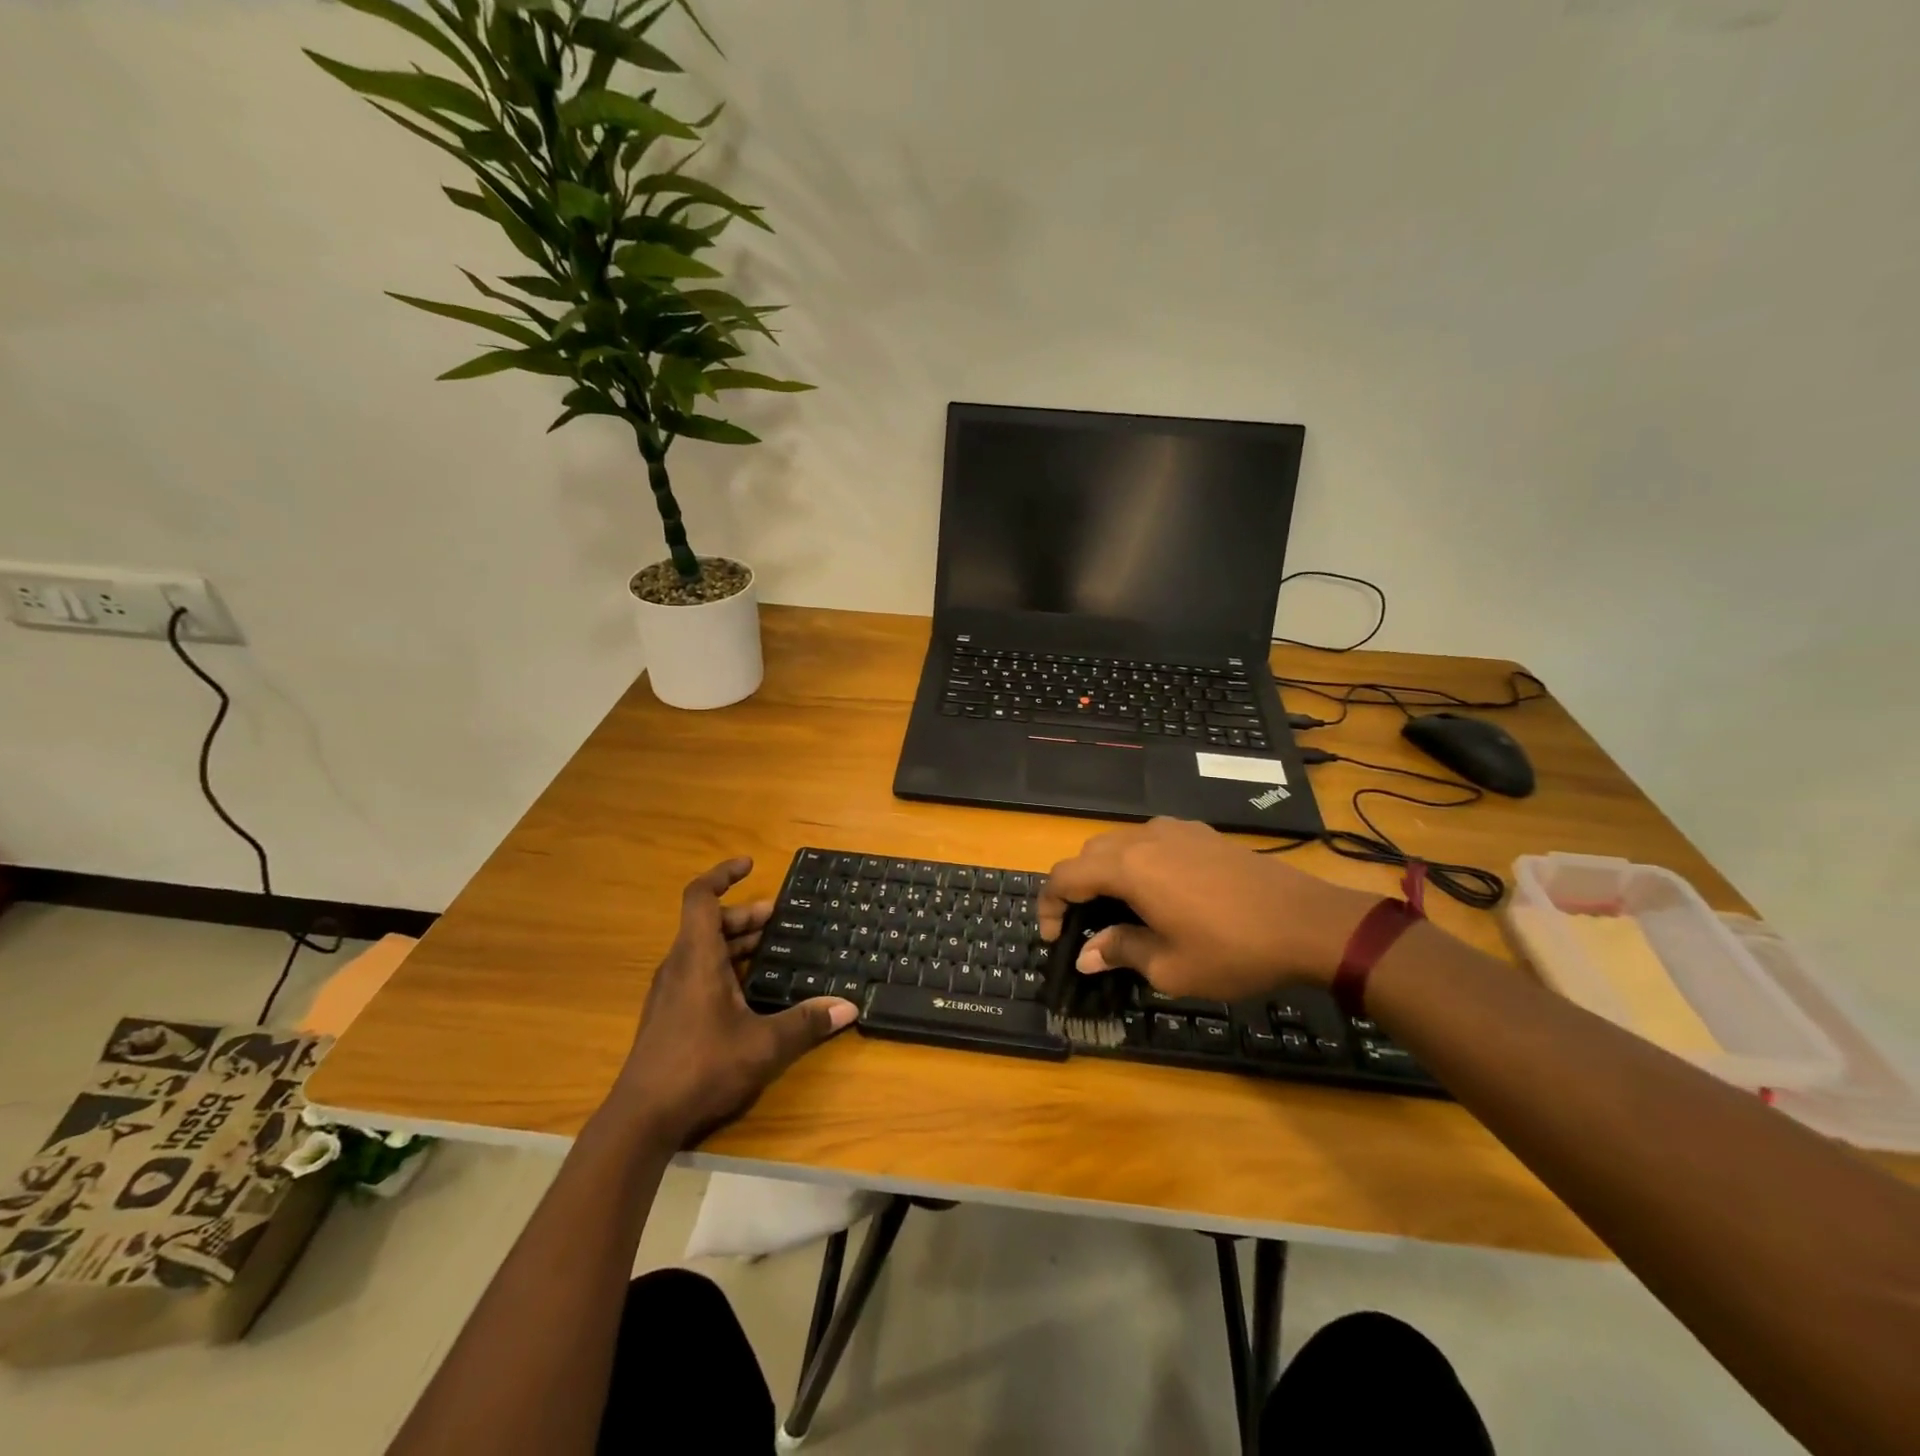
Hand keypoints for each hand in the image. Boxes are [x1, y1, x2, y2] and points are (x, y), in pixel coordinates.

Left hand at [613, 858, 856, 1145]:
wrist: (642, 1119)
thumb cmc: (701, 1067)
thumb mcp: (763, 1044)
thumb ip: (806, 1023)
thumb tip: (848, 1006)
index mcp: (697, 958)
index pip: (701, 897)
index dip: (722, 874)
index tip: (749, 865)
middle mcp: (680, 966)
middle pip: (709, 923)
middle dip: (745, 915)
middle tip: (780, 919)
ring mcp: (670, 991)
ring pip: (704, 949)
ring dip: (736, 942)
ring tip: (773, 948)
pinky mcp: (669, 1014)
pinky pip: (699, 971)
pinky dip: (726, 966)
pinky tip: (752, 990)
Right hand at [1038, 819, 1380, 999]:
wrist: (1308, 922)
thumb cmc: (1233, 950)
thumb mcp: (1170, 965)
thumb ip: (1120, 952)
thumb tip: (1085, 955)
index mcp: (1128, 867)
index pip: (1065, 876)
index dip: (1049, 906)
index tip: (1055, 938)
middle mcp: (1144, 837)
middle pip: (1088, 854)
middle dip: (1075, 889)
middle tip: (1084, 928)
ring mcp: (1175, 829)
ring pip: (1119, 843)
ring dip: (1105, 873)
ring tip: (1119, 910)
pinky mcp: (1200, 832)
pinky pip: (1150, 839)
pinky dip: (1136, 862)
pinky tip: (1158, 892)